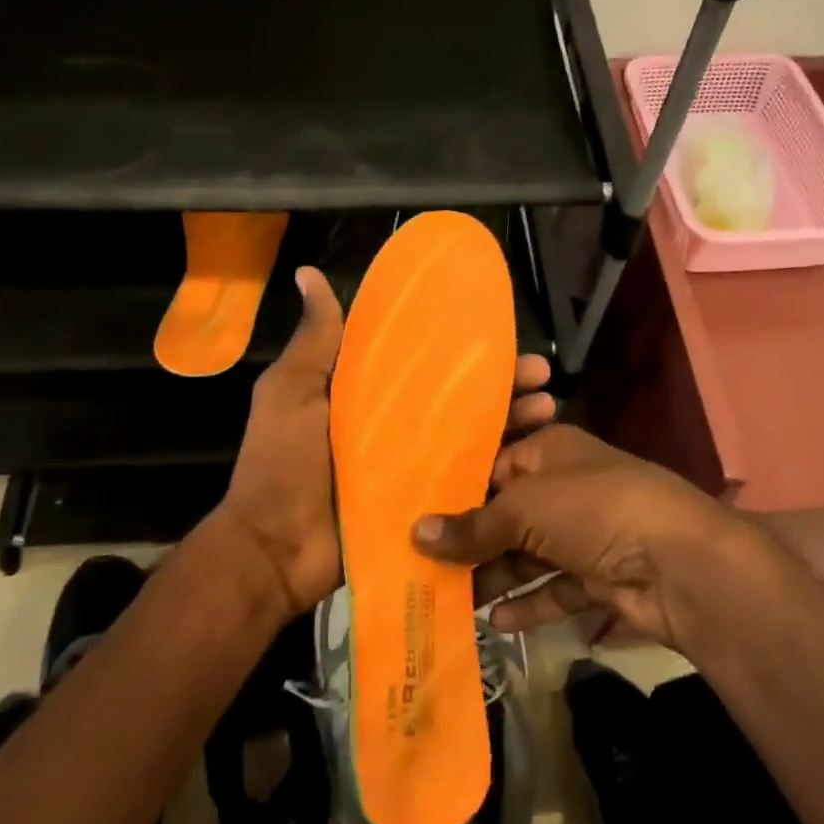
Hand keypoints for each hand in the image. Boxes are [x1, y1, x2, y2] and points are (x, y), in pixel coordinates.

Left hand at [216, 266, 558, 622]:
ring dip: (512, 423)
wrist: (274, 550)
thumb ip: (315, 339)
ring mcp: (414, 468)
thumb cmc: (281, 462)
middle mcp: (398, 426)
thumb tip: (308, 273)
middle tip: (541, 372)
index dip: (463, 347)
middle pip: (460, 398)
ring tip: (549, 407)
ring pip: (473, 437)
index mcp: (369, 394)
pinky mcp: (426, 506)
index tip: (501, 331)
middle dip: (503, 383)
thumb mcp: (291, 390)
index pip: (427, 362)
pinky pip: (467, 484)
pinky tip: (537, 461)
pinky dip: (500, 472)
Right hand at [411, 424, 747, 651]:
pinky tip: (496, 622)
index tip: (416, 518)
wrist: (682, 564)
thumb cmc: (594, 510)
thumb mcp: (525, 508)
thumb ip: (472, 526)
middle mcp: (566, 488)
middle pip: (508, 515)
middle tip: (423, 566)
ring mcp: (585, 534)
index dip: (456, 493)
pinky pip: (555, 588)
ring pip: (528, 555)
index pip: (492, 466)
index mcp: (550, 451)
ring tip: (449, 600)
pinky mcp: (600, 576)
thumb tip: (415, 533)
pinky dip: (529, 604)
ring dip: (495, 577)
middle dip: (471, 542)